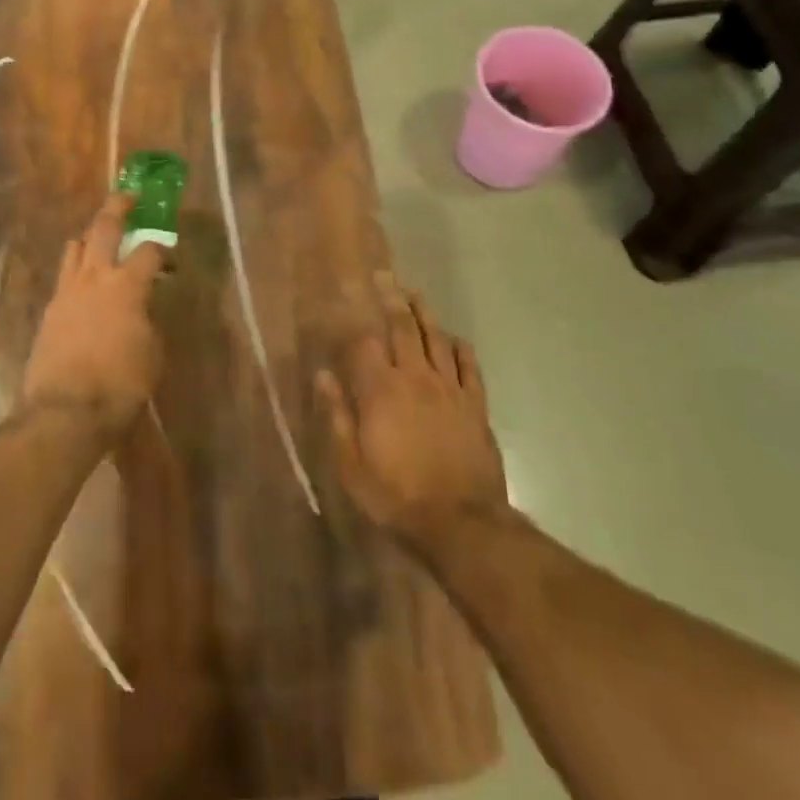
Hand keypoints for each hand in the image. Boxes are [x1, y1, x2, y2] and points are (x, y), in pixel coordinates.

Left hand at [21, 193, 164, 432]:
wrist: (65, 412)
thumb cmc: (120, 385)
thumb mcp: (152, 353)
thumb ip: (149, 320)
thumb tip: (144, 308)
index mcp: (126, 286)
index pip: (149, 250)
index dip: (164, 250)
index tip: (170, 259)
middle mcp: (94, 277)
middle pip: (103, 227)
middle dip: (118, 207)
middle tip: (129, 196)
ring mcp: (66, 291)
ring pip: (75, 246)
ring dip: (90, 237)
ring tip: (100, 238)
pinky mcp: (49, 309)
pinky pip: (64, 276)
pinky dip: (77, 270)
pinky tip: (84, 284)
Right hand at [316, 274, 510, 553]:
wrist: (461, 524)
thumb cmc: (396, 496)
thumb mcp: (351, 465)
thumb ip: (338, 416)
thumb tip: (323, 375)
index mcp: (380, 391)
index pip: (364, 343)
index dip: (354, 322)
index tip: (346, 302)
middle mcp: (415, 378)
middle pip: (402, 328)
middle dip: (391, 299)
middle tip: (384, 276)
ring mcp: (449, 389)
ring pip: (436, 338)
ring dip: (424, 313)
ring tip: (414, 293)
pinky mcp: (475, 405)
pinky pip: (468, 366)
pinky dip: (459, 347)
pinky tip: (453, 338)